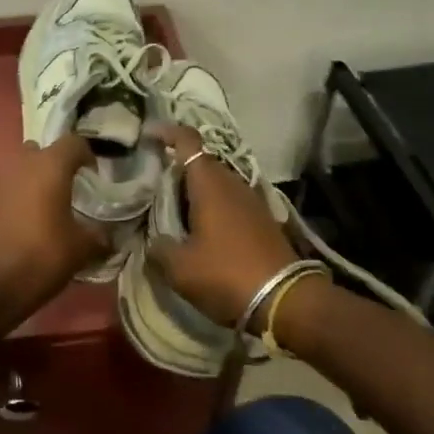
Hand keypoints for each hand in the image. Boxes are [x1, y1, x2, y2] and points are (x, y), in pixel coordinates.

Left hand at [0, 134, 107, 325]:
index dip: (86, 156)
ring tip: (35, 212)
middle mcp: (18, 162)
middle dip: (52, 168)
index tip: (92, 177)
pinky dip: (7, 198)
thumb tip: (107, 236)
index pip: (73, 143)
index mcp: (49, 166)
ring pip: (16, 169)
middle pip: (40, 153)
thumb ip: (98, 237)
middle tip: (62, 196)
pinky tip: (11, 224)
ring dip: (27, 183)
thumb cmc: (38, 258)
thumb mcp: (79, 251)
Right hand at [143, 123, 299, 328]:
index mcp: (210, 184)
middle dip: (177, 168)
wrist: (286, 302)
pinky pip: (230, 202)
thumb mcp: (180, 268)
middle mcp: (232, 183)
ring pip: (217, 184)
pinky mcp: (263, 220)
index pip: (187, 140)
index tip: (147, 136)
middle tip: (153, 185)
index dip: (166, 132)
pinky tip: (201, 230)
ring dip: (195, 191)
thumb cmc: (226, 275)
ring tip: (173, 210)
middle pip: (201, 163)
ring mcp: (252, 201)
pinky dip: (212, 207)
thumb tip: (154, 242)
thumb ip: (159, 248)